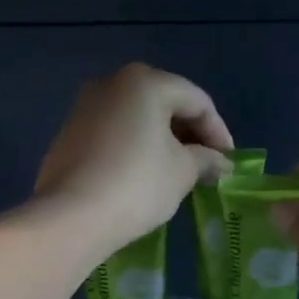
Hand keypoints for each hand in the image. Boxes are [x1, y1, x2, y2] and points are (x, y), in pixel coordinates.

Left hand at [34, 63, 233, 256]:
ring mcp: (85, 107)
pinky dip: (136, 148)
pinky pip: (114, 134)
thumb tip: (220, 163)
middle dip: (190, 135)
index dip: (219, 132)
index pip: (197, 101)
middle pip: (165, 103)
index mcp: (145, 82)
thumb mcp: (183, 172)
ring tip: (178, 174)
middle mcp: (112, 83)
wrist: (71, 217)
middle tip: (206, 167)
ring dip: (163, 142)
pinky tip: (144, 176)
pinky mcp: (69, 134)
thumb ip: (206, 160)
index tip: (229, 163)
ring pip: (137, 119)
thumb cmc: (137, 184)